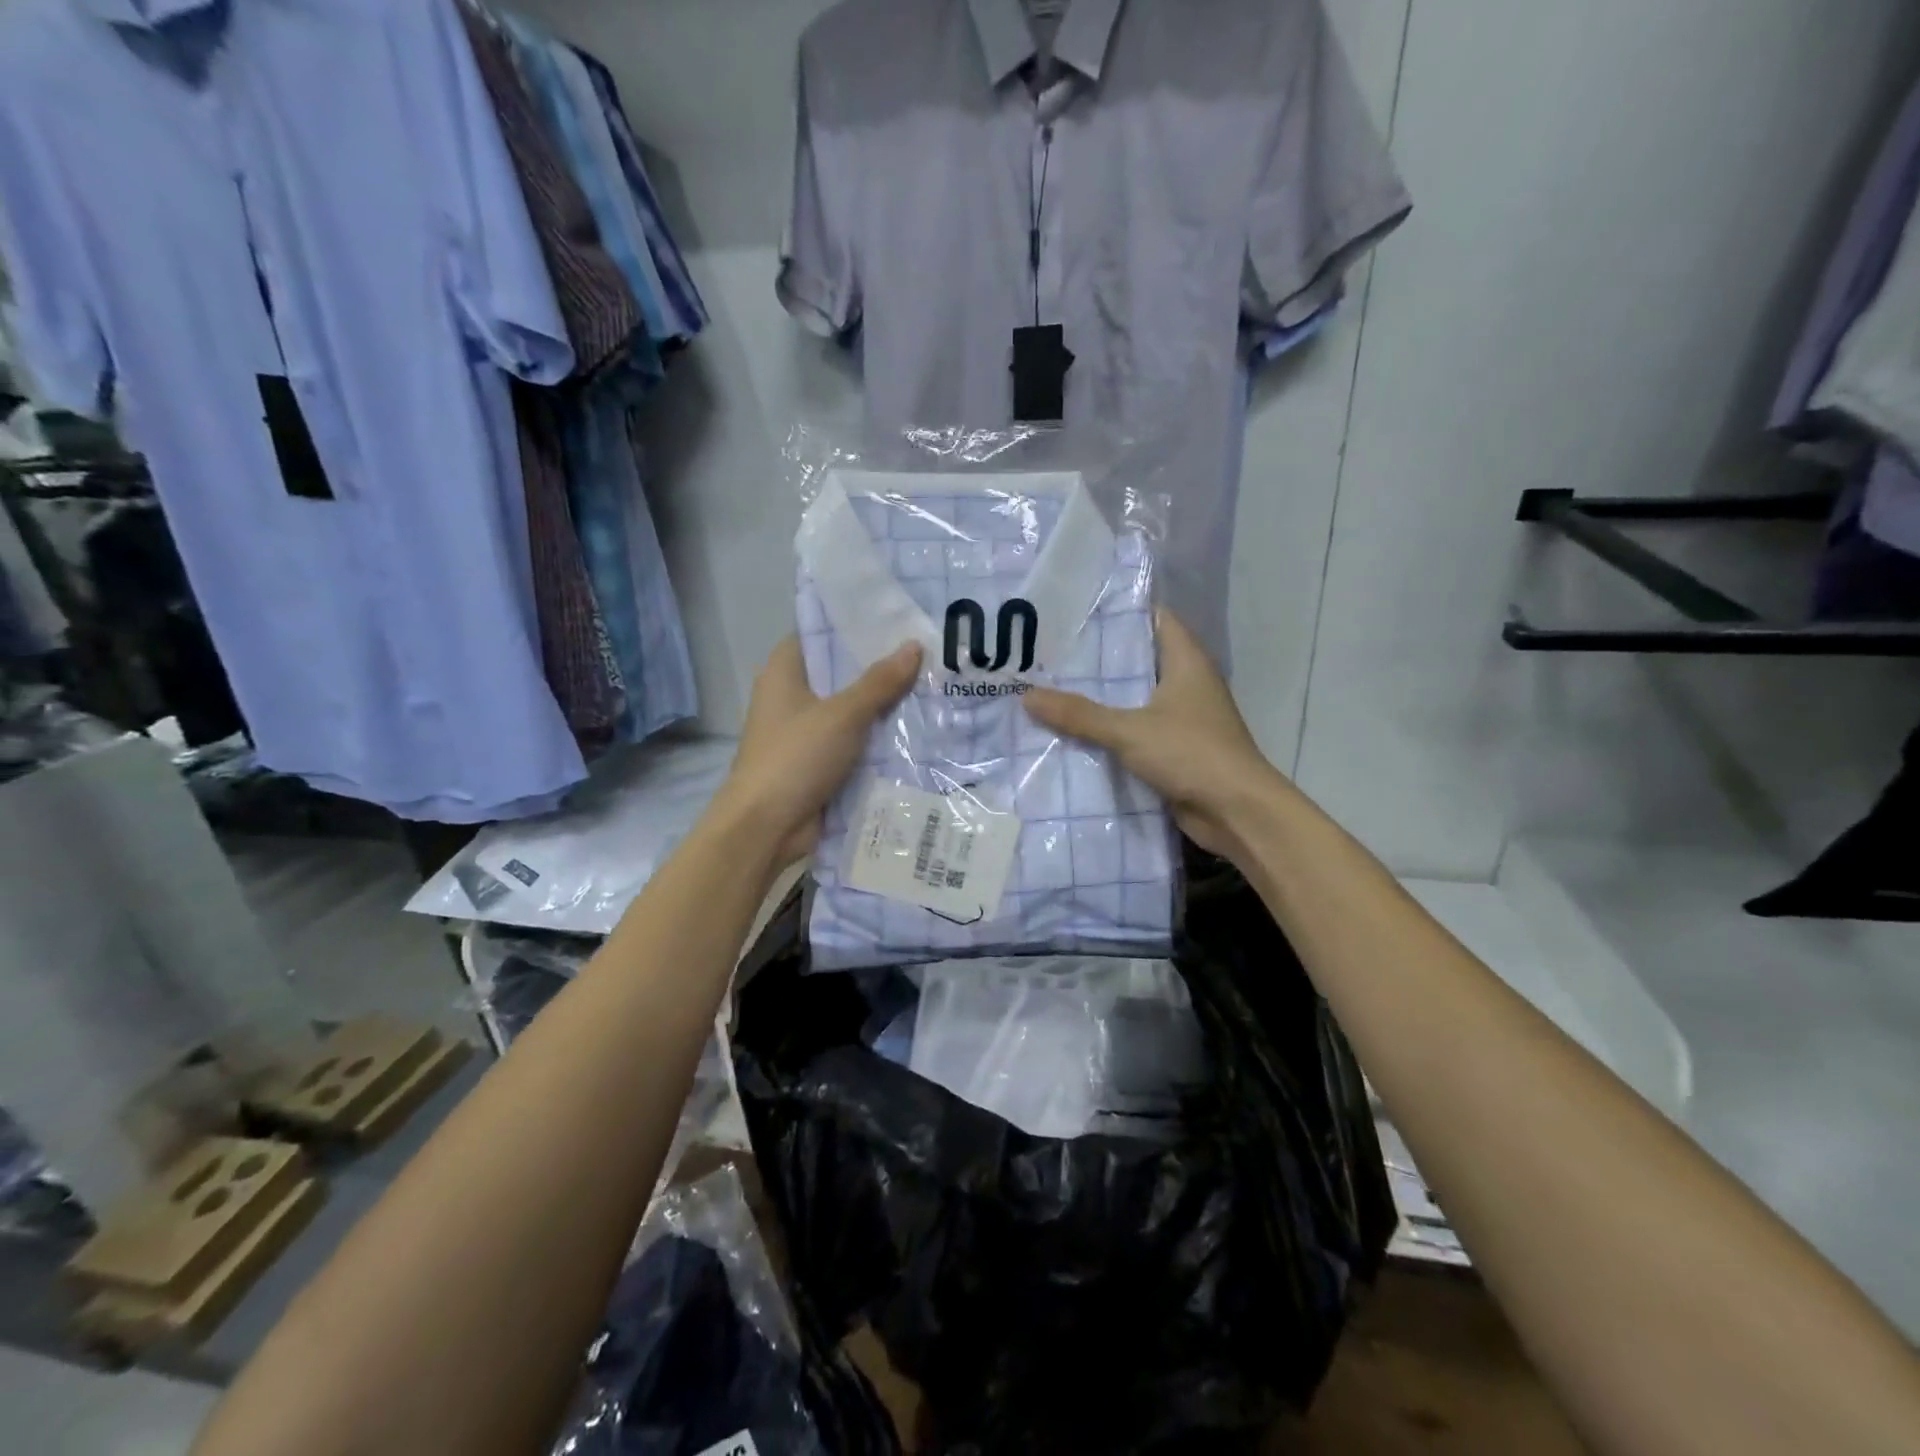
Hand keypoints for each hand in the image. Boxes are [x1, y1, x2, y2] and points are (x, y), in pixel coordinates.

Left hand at [717, 637, 922, 867]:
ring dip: (883, 705)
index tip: (897, 620)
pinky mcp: (818, 762)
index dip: (855, 625)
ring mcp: (805, 732)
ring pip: (851, 709)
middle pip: (840, 673)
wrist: (766, 827)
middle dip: (880, 668)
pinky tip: (917, 728)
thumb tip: (914, 646)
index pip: (820, 634)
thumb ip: (879, 682)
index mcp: (784, 673)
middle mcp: (792, 697)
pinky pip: (853, 741)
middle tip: (928, 653)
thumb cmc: (796, 757)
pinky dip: (877, 737)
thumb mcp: (843, 714)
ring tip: (932, 685)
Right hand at [1024, 612, 1276, 858]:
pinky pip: (1136, 730)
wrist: (1237, 812)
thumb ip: (1079, 714)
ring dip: (1101, 698)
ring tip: (1053, 687)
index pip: (1154, 618)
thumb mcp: (1129, 730)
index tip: (1077, 610)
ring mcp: (1182, 718)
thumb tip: (1027, 696)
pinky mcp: (1175, 749)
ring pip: (1134, 698)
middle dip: (1098, 658)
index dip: (1119, 610)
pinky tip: (1074, 731)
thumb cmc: (1191, 754)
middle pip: (1139, 659)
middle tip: (1051, 652)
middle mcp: (1186, 683)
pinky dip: (1110, 731)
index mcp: (1186, 662)